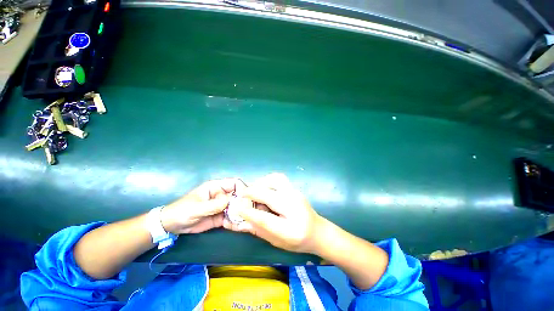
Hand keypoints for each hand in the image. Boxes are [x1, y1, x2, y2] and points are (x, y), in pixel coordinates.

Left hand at [161, 178, 245, 233]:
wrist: (172, 226)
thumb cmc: (181, 211)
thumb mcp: (196, 208)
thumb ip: (213, 205)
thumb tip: (230, 201)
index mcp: (216, 187)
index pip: (234, 183)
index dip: (242, 188)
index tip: (246, 199)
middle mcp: (221, 195)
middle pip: (238, 195)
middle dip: (243, 202)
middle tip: (247, 212)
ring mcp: (222, 206)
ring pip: (237, 206)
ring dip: (241, 212)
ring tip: (243, 220)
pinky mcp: (221, 216)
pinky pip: (231, 217)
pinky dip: (235, 221)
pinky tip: (237, 225)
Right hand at [226, 173, 323, 253]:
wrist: (318, 231)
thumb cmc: (298, 240)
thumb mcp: (278, 241)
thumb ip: (260, 230)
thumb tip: (242, 221)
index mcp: (291, 227)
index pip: (265, 218)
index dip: (248, 212)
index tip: (236, 207)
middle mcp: (294, 205)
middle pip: (270, 192)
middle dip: (252, 192)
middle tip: (243, 196)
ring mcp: (295, 193)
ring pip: (275, 179)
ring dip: (261, 183)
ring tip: (255, 191)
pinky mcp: (294, 188)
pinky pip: (278, 179)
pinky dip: (267, 181)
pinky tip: (265, 189)